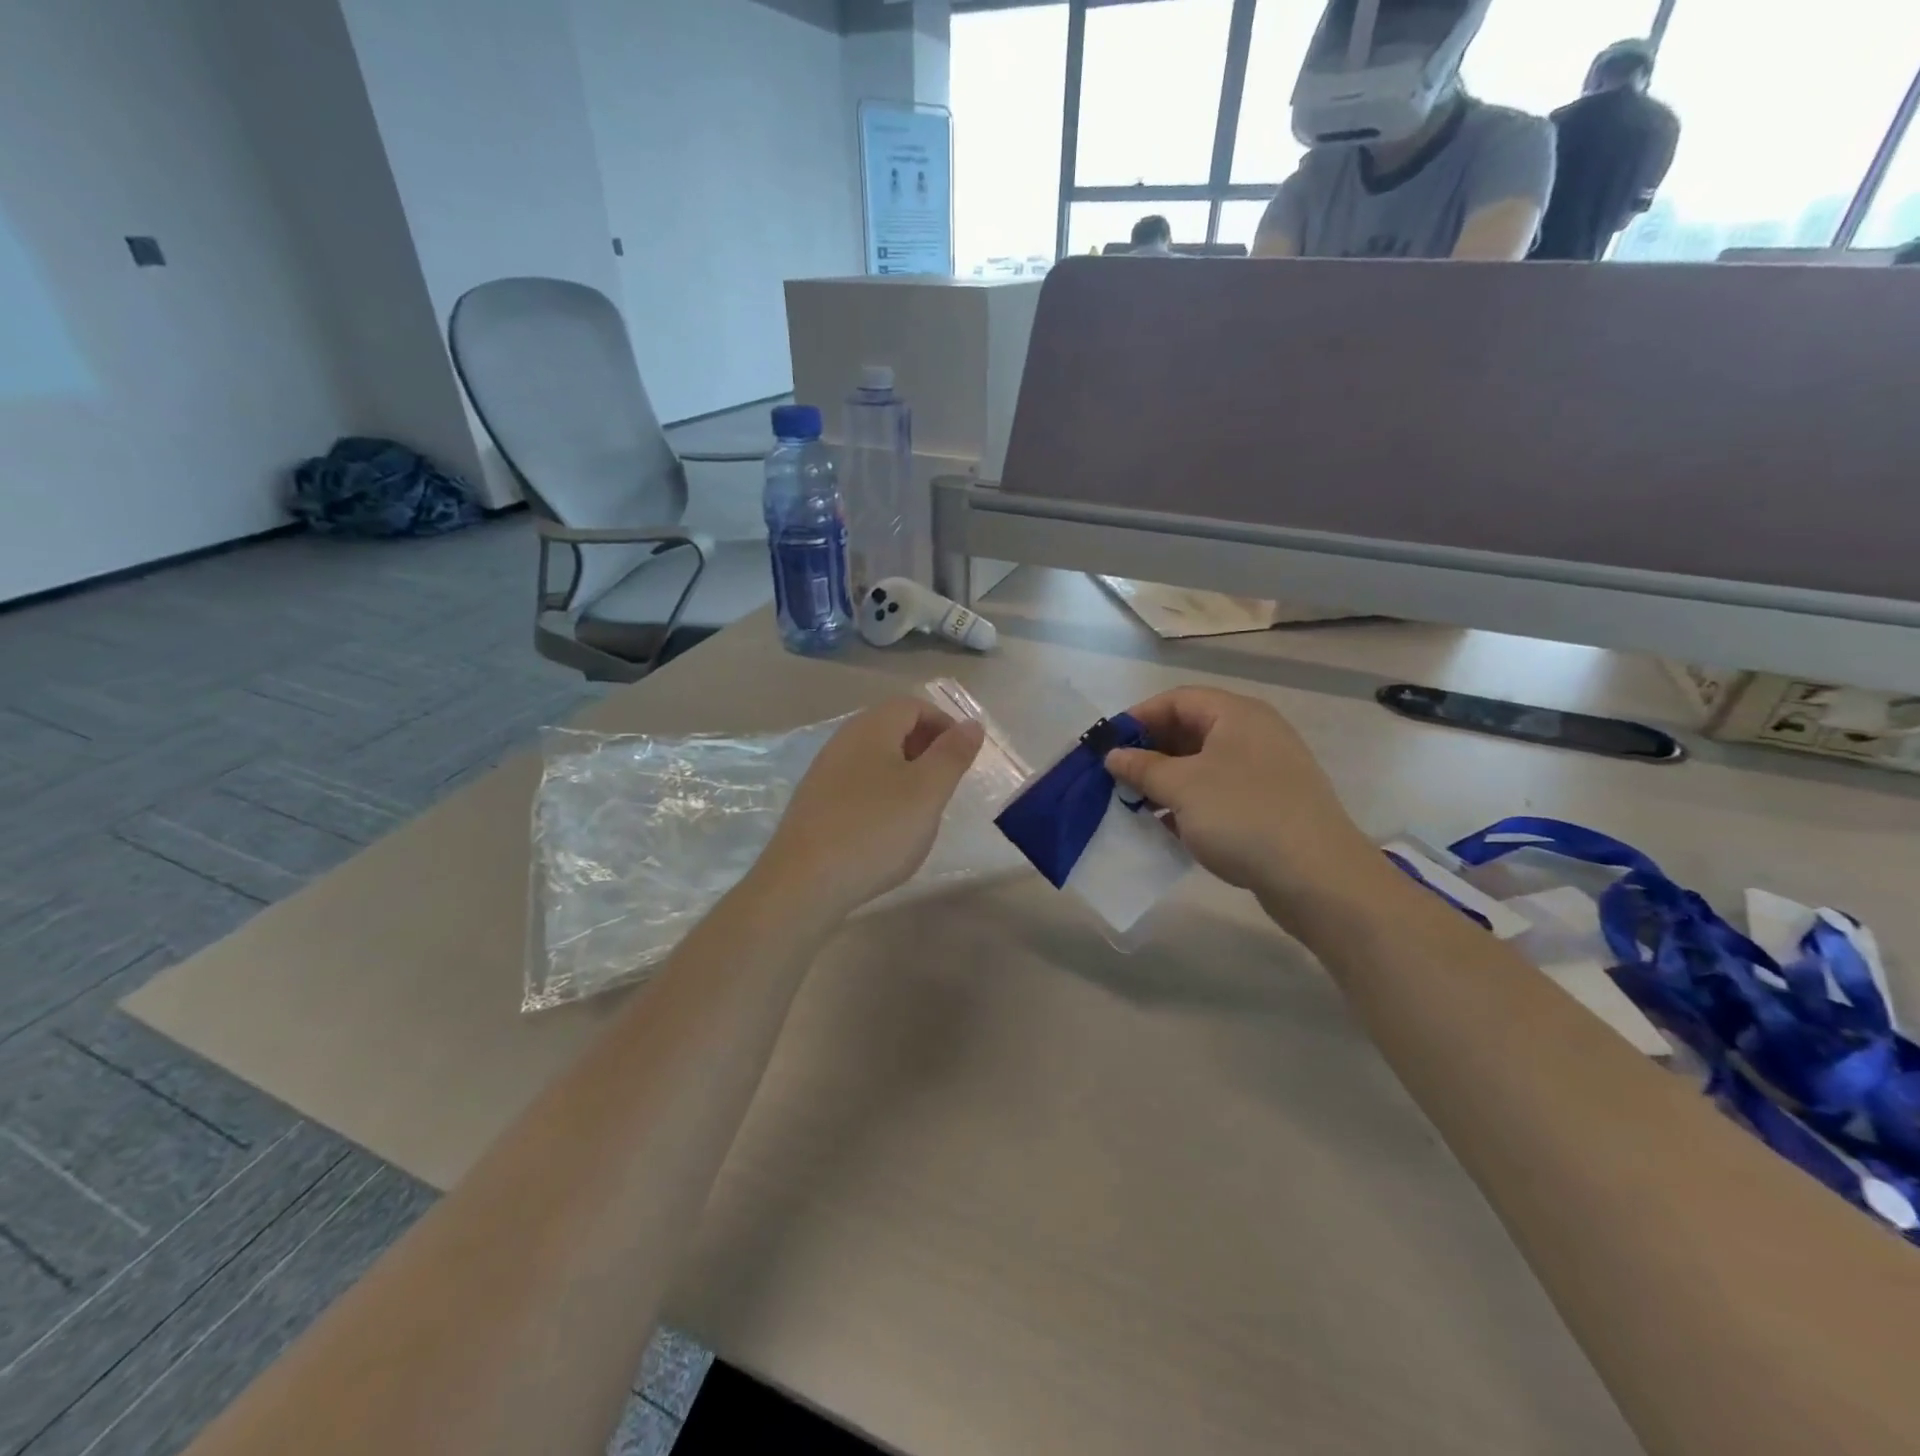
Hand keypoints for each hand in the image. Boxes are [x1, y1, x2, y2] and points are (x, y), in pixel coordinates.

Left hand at [756, 697, 984, 918]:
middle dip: (925, 747)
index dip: (944, 723)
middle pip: (892, 727)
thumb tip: (971, 724)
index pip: (913, 705)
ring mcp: (824, 772)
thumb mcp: (927, 791)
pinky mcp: (815, 804)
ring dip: (905, 773)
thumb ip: (952, 754)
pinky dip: (881, 794)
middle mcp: (843, 740)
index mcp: (871, 728)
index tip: (963, 757)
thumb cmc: (875, 829)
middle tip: (946, 783)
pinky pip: (858, 784)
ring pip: (875, 758)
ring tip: (921, 809)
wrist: (804, 882)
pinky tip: (887, 829)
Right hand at [1104, 687, 1384, 924]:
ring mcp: (1266, 771)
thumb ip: (1142, 767)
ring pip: (1203, 765)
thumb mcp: (1182, 787)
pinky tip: (1168, 827)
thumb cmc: (1243, 816)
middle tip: (1117, 777)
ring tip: (1136, 804)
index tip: (1107, 746)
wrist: (1318, 877)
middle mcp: (1254, 734)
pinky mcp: (1271, 805)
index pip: (1177, 700)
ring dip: (1167, 781)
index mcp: (1236, 714)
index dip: (1138, 717)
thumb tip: (1115, 755)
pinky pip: (1220, 792)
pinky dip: (1191, 803)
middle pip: (1190, 730)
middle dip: (1150, 752)